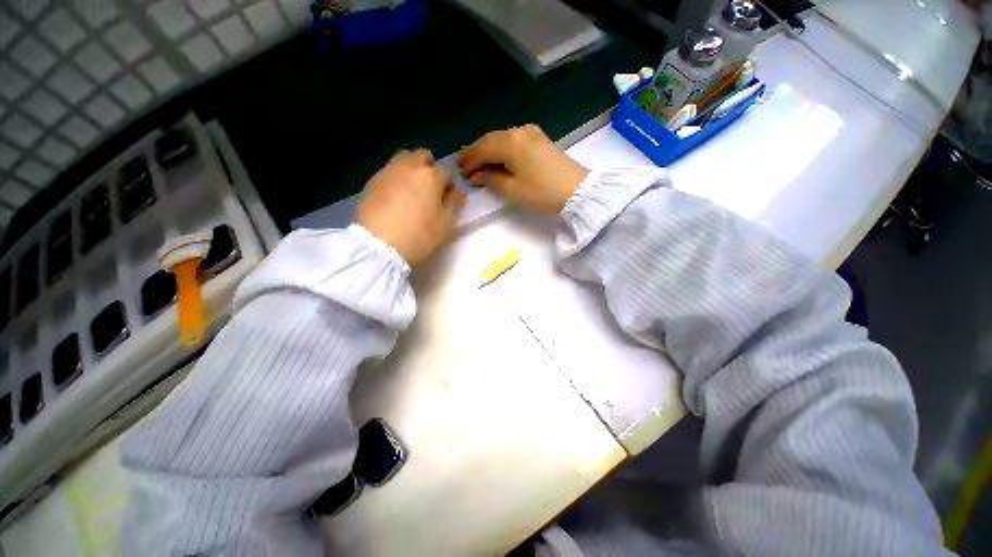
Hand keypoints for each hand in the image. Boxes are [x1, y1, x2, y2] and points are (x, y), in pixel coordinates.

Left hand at [357, 150, 466, 264]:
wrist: (378, 244)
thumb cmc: (419, 235)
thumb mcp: (445, 224)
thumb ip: (454, 204)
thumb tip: (459, 191)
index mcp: (430, 177)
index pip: (446, 170)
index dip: (449, 183)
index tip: (447, 198)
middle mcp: (409, 167)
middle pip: (422, 156)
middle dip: (429, 167)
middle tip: (429, 189)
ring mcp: (388, 172)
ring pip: (403, 158)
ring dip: (411, 168)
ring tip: (411, 189)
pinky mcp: (372, 181)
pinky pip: (389, 170)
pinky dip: (396, 177)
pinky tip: (394, 196)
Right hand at [458, 125, 589, 212]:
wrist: (577, 190)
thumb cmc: (541, 192)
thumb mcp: (512, 190)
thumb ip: (491, 179)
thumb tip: (477, 174)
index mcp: (510, 142)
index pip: (482, 148)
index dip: (469, 160)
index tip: (459, 171)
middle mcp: (519, 131)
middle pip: (490, 140)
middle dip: (476, 153)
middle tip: (464, 165)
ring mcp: (531, 133)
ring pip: (501, 139)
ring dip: (488, 150)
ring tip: (478, 163)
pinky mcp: (539, 139)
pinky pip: (513, 141)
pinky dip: (501, 149)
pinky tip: (497, 158)